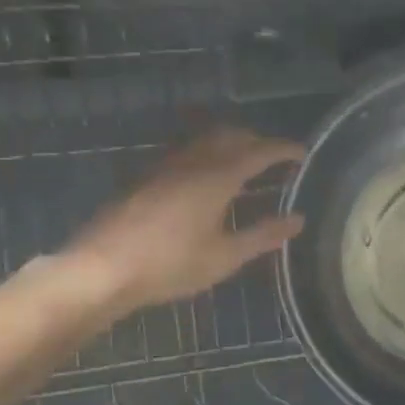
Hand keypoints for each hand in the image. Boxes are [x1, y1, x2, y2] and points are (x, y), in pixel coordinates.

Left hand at [55, 128, 304, 322]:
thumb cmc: (169, 265)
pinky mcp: (145, 178)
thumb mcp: (224, 256)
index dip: (283, 150)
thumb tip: (298, 220)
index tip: (303, 154)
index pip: (259, 151)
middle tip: (275, 160)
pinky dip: (206, 156)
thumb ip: (263, 235)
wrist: (101, 269)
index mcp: (217, 177)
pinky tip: (205, 182)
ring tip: (243, 167)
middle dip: (256, 141)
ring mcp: (164, 167)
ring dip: (229, 145)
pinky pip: (185, 154)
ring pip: (203, 141)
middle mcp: (191, 162)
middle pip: (229, 136)